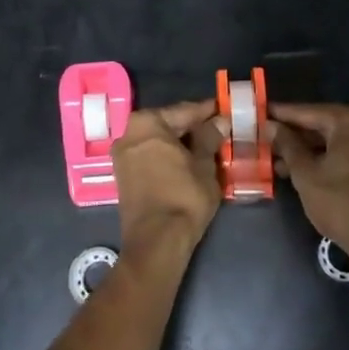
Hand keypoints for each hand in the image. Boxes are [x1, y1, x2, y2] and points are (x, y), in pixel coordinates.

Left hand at [110, 100, 221, 258]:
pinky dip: (169, 156)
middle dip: (193, 127)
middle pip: (168, 124)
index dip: (207, 111)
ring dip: (181, 143)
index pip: (184, 111)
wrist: (156, 242)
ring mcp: (123, 155)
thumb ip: (209, 138)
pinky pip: (151, 156)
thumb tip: (219, 121)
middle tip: (219, 128)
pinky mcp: (124, 175)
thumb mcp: (204, 165)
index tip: (225, 108)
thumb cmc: (183, 196)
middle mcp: (129, 133)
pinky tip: (189, 161)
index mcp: (147, 123)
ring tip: (208, 145)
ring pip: (159, 141)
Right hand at [271, 103, 348, 253]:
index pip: (307, 111)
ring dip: (310, 150)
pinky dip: (329, 158)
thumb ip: (288, 146)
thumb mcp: (306, 174)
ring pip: (336, 141)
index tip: (261, 112)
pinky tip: (308, 172)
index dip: (281, 114)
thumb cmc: (343, 205)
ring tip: (281, 165)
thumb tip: (272, 126)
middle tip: (268, 142)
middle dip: (295, 136)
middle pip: (323, 124)